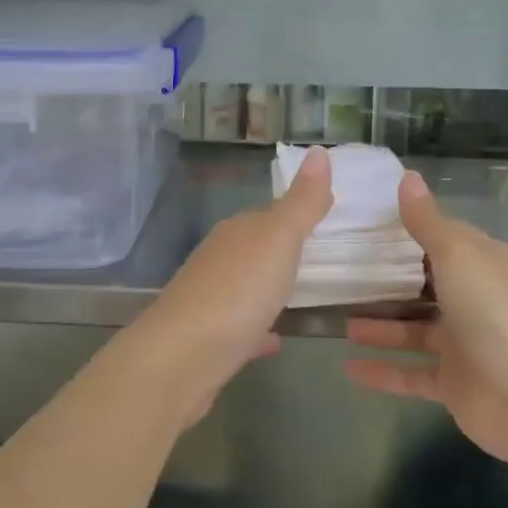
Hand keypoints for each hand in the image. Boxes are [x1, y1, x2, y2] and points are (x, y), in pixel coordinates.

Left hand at [118, 146, 332, 422]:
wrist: (181, 357)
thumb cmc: (237, 291)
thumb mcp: (278, 239)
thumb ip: (301, 202)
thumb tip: (319, 150)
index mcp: (237, 232)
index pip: (269, 214)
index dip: (296, 213)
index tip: (325, 215)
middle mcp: (219, 259)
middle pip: (255, 248)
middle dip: (282, 250)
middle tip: (320, 256)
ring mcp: (210, 300)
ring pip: (246, 286)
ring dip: (268, 288)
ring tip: (301, 295)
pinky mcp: (208, 340)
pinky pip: (242, 328)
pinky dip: (259, 329)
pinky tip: (275, 340)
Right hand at [346, 169, 507, 465]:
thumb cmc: (492, 310)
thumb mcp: (457, 254)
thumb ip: (427, 221)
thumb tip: (408, 176)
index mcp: (483, 264)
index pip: (445, 239)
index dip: (412, 230)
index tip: (369, 224)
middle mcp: (475, 300)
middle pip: (426, 286)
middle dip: (389, 282)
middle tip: (344, 273)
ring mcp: (464, 344)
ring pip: (413, 330)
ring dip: (379, 326)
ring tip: (339, 320)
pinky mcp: (453, 383)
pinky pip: (410, 373)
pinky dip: (381, 370)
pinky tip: (347, 367)